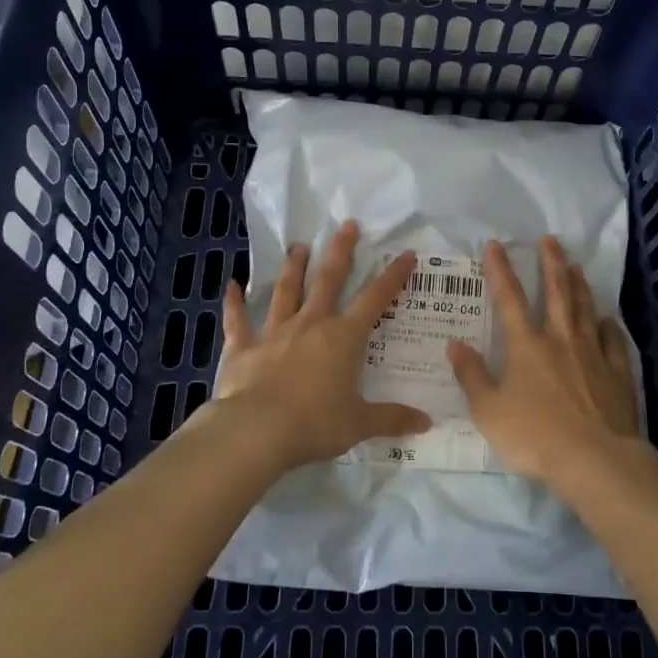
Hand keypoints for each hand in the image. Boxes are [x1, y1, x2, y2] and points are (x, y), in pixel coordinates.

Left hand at [210, 220, 430, 471]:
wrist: (257, 431)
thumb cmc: (315, 424)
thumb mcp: (359, 423)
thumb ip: (391, 419)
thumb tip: (426, 423)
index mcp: (343, 338)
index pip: (375, 299)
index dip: (392, 276)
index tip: (405, 254)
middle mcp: (311, 325)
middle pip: (328, 280)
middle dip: (340, 252)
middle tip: (346, 226)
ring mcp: (275, 333)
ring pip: (286, 292)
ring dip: (292, 268)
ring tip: (297, 247)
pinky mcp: (243, 349)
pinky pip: (238, 321)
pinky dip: (234, 303)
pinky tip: (230, 286)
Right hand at [448, 236, 641, 492]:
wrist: (594, 460)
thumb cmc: (534, 436)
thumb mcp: (488, 411)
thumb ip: (472, 376)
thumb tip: (455, 344)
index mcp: (527, 346)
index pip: (510, 299)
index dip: (501, 270)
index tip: (496, 245)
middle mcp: (561, 341)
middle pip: (557, 294)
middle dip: (551, 264)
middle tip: (551, 240)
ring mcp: (593, 355)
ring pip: (586, 311)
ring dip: (580, 286)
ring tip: (577, 266)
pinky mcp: (617, 374)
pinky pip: (614, 342)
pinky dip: (609, 327)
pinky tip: (608, 319)